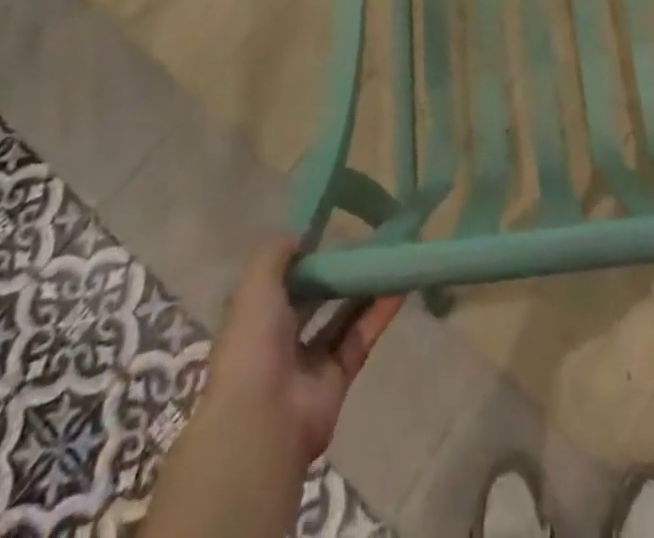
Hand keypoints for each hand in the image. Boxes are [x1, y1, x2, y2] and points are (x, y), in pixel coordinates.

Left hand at [205, 236, 404, 466]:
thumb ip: (276, 252)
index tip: (329, 233)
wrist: (263, 421)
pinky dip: (379, 313)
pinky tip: (399, 286)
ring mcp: (308, 362)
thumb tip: (302, 234)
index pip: (279, 282)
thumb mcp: (255, 284)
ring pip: (341, 317)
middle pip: (313, 299)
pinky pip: (360, 338)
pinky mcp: (337, 379)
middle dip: (336, 274)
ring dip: (362, 289)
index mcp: (253, 318)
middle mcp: (279, 339)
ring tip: (389, 258)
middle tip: (366, 244)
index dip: (302, 259)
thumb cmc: (253, 344)